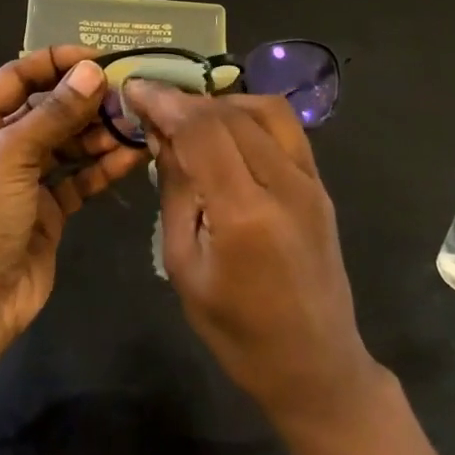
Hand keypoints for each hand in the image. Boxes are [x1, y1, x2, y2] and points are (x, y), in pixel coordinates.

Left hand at [0, 46, 147, 342]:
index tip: (101, 58)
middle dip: (85, 101)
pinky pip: (78, 177)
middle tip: (128, 95)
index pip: (16, 77)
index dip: (57, 63)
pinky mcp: (46, 207)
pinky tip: (134, 155)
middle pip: (45, 109)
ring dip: (99, 133)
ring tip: (135, 124)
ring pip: (66, 142)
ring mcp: (20, 177)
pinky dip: (103, 166)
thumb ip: (54, 114)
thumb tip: (92, 72)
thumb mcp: (9, 159)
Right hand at [123, 83, 385, 433]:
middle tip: (152, 103)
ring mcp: (310, 181)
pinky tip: (226, 129)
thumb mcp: (186, 267)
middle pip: (230, 113)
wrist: (316, 366)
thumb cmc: (238, 331)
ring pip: (264, 109)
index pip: (201, 130)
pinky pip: (286, 128)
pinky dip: (250, 115)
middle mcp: (284, 184)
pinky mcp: (321, 185)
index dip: (164, 102)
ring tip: (188, 115)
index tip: (134, 88)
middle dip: (185, 99)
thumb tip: (161, 136)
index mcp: (244, 213)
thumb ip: (176, 192)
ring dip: (221, 102)